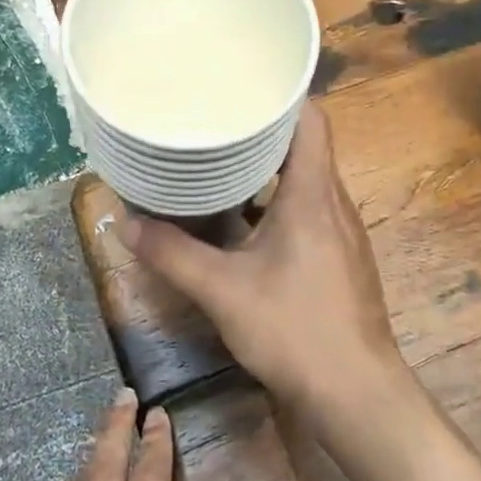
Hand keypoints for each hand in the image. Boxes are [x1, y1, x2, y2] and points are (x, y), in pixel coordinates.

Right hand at [118, 101, 412, 431]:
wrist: (357, 396)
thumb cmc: (295, 331)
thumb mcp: (222, 291)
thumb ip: (172, 254)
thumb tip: (123, 223)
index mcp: (313, 194)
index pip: (311, 119)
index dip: (281, 94)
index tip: (241, 84)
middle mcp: (334, 203)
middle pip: (305, 144)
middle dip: (262, 127)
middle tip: (215, 117)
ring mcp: (342, 232)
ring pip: (306, 179)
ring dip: (268, 166)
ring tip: (221, 158)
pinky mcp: (340, 258)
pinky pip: (308, 209)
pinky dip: (276, 200)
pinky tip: (243, 218)